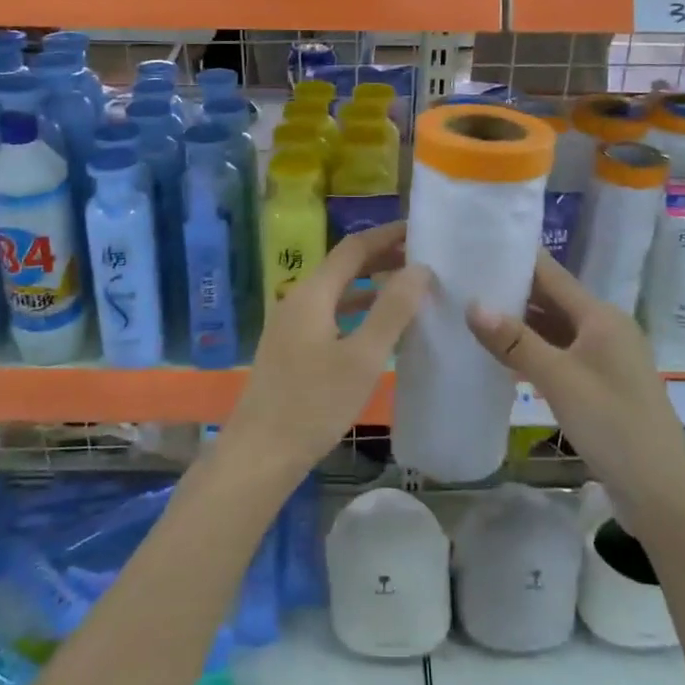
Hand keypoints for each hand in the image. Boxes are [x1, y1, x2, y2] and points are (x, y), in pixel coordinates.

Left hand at [223, 221, 430, 477]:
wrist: (260, 454)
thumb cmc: (314, 404)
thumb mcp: (362, 357)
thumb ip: (392, 310)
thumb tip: (420, 268)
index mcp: (312, 293)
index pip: (353, 248)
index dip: (387, 235)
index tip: (420, 230)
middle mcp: (298, 300)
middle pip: (343, 267)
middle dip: (382, 258)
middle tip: (424, 258)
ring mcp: (290, 325)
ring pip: (336, 292)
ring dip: (371, 286)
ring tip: (410, 288)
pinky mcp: (291, 349)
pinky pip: (329, 314)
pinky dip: (357, 310)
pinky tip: (379, 328)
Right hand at [466, 251, 684, 520]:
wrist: (662, 493)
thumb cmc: (613, 424)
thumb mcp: (559, 379)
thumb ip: (515, 342)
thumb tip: (472, 304)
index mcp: (601, 316)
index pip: (551, 274)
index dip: (516, 260)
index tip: (476, 249)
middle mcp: (604, 329)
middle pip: (552, 300)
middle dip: (511, 292)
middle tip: (462, 284)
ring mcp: (604, 359)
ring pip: (554, 330)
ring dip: (518, 325)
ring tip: (470, 316)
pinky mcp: (600, 386)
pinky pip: (559, 356)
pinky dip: (531, 353)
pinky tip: (499, 358)